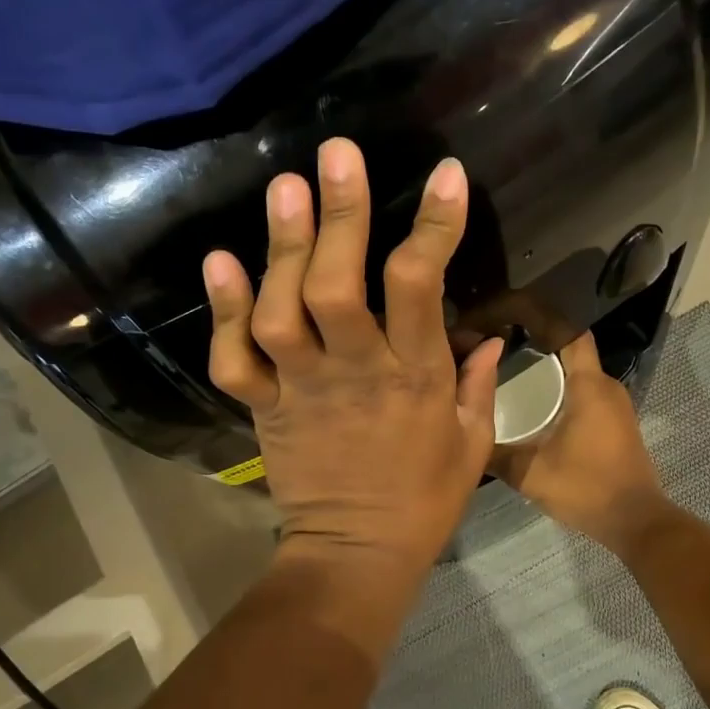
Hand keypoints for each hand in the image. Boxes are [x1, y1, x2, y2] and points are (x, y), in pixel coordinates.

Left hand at [203, 138, 503, 604]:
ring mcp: (302, 389)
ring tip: (284, 189)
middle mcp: (355, 372)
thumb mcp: (472, 443)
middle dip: (341, 216)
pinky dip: (223, 312)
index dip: (434, 227)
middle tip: (337, 155)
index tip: (446, 176)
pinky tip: (220, 260)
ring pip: (283, 313)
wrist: (358, 553)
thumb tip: (489, 335)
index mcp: (415, 378)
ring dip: (281, 249)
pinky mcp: (264, 408)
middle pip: (338, 287)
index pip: (423, 288)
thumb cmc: (425, 499)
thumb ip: (480, 383)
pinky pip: (235, 360)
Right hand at [492, 333, 669, 554]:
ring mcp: (615, 405)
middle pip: (569, 348)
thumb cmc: (586, 488)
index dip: (539, 315)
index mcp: (589, 385)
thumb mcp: (530, 473)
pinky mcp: (615, 422)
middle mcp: (606, 386)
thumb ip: (495, 453)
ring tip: (506, 368)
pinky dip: (560, 388)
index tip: (507, 311)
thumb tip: (462, 435)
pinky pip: (584, 391)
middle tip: (495, 342)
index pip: (567, 331)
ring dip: (547, 367)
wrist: (635, 522)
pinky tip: (534, 402)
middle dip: (534, 340)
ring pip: (577, 371)